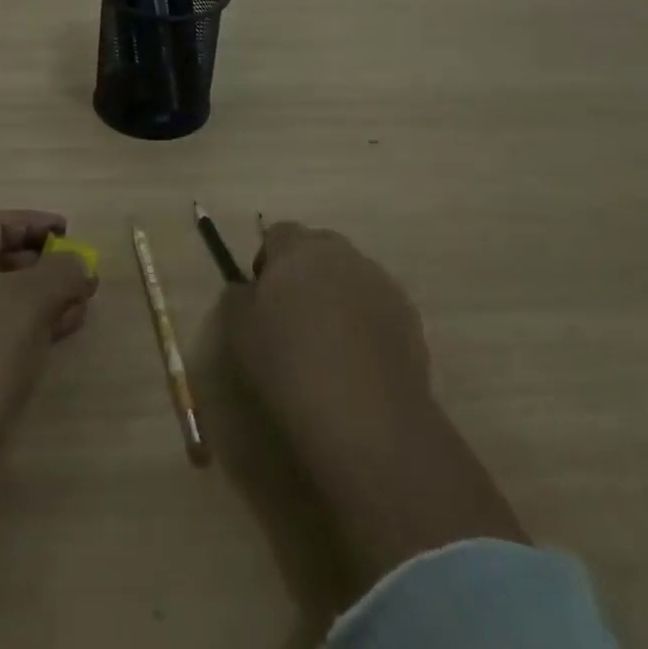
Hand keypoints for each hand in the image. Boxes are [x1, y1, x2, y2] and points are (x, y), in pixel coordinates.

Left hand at [0, 209, 97, 446]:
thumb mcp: (35, 297)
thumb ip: (63, 270)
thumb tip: (78, 265)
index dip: (33, 222)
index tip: (68, 233)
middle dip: (42, 264)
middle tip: (78, 273)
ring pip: (0, 299)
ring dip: (40, 298)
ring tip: (79, 308)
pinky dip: (27, 326)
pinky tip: (56, 338)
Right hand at [225, 222, 432, 455]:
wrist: (365, 415)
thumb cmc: (289, 363)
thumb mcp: (238, 330)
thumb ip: (238, 297)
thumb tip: (248, 289)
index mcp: (298, 248)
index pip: (278, 234)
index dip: (267, 261)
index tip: (262, 298)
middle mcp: (341, 252)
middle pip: (318, 250)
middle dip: (305, 274)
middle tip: (294, 318)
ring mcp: (380, 281)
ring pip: (351, 277)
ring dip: (338, 296)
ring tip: (329, 344)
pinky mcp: (409, 316)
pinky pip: (377, 307)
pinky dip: (366, 323)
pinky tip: (358, 362)